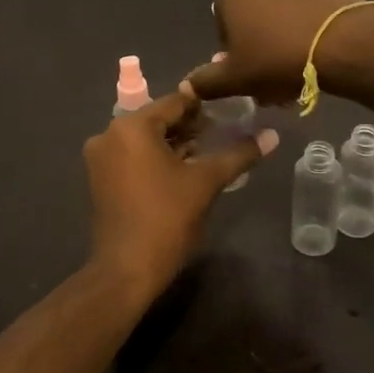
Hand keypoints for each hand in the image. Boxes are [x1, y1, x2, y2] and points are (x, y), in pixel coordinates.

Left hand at [84, 88, 278, 300]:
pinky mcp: (101, 179)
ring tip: (210, 150)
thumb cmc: (166, 219)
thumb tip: (272, 135)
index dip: (206, 105)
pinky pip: (134, 156)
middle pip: (158, 119)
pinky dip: (157, 157)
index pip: (175, 102)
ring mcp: (101, 158)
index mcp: (132, 127)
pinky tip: (185, 168)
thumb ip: (238, 153)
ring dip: (176, 143)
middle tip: (226, 131)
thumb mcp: (206, 182)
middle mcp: (110, 134)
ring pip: (146, 139)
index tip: (233, 109)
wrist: (127, 270)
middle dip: (191, 125)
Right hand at [186, 0, 373, 106]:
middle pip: (251, 21)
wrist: (343, 43)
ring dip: (281, 46)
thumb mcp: (235, 79)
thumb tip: (187, 85)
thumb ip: (207, 82)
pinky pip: (304, 14)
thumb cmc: (276, 58)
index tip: (247, 77)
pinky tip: (314, 60)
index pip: (220, 27)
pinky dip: (304, 35)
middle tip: (271, 83)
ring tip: (295, 77)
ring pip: (278, 19)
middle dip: (258, 51)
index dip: (232, 56)